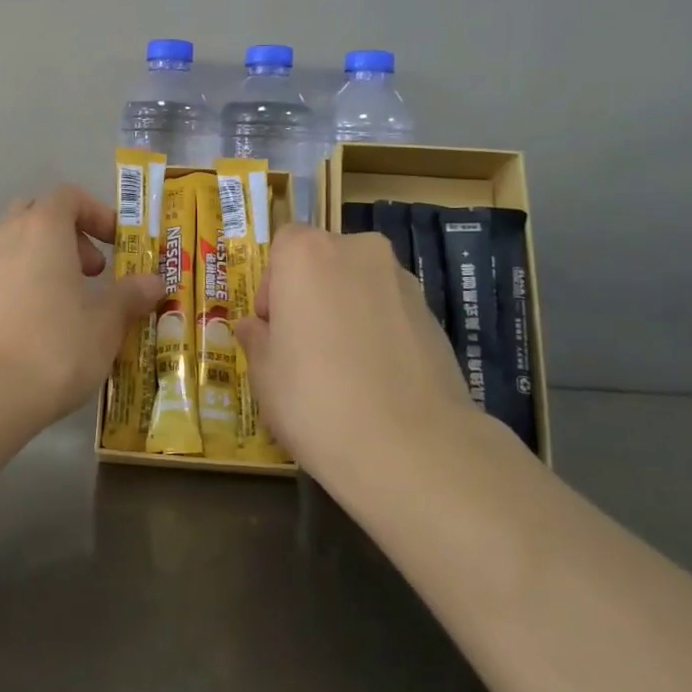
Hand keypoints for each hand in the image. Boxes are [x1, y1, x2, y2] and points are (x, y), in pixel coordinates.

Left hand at [0, 184, 163, 436]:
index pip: (69, 197)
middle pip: (40, 214)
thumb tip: (154, 282)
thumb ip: (130, 296)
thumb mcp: (105, 323)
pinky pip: (5, 271)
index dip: (98, 214)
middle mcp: (7, 235)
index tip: (119, 245)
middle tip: (94, 271)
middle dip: (71, 235)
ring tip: (74, 301)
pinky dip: (28, 280)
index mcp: (42, 228)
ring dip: (48, 259)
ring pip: (19, 243)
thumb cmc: (54, 347)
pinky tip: (45, 322)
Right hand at [233, 224, 479, 480]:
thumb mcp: (264, 373)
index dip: (274, 284)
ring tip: (343, 369)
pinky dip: (379, 333)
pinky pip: (391, 314)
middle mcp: (358, 252)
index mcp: (308, 254)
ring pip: (360, 286)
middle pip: (325, 261)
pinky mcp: (434, 317)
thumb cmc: (314, 398)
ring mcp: (403, 282)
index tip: (274, 327)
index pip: (285, 244)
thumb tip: (257, 328)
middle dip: (312, 295)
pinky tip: (376, 381)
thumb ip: (257, 338)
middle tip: (304, 347)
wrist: (411, 448)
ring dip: (347, 312)